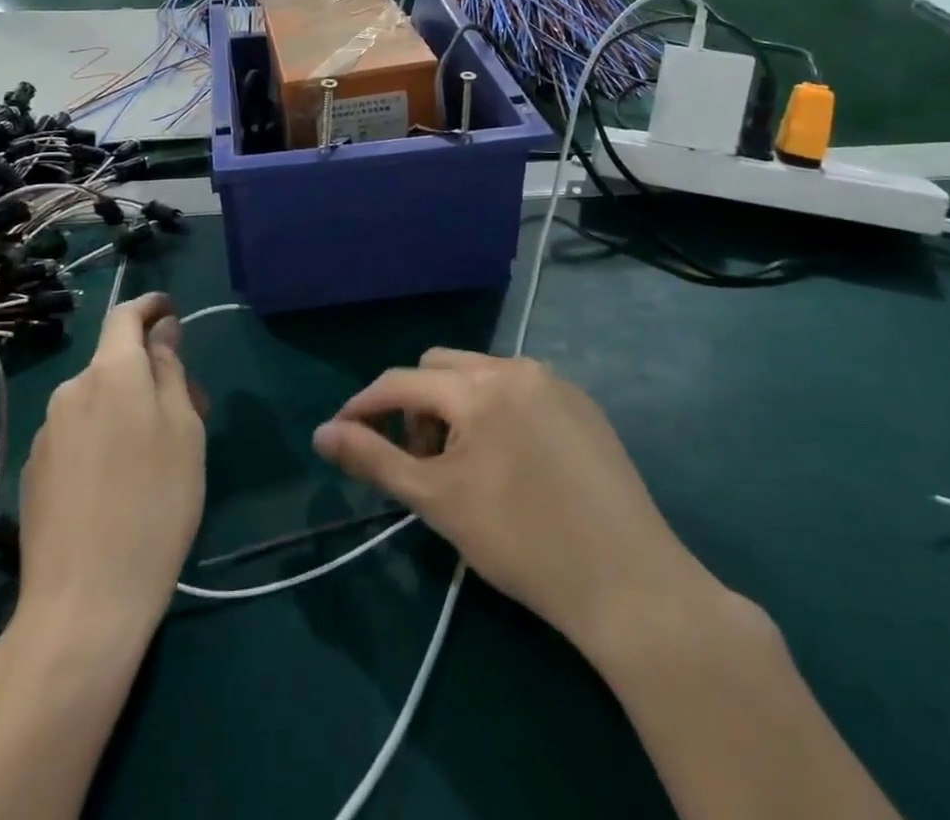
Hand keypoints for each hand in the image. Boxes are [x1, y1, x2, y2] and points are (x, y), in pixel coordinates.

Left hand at [17, 294, 204, 639]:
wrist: (82, 604)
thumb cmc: (154, 507)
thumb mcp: (183, 432)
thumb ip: (170, 372)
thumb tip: (162, 332)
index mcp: (111, 374)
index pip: (125, 316)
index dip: (150, 307)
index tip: (171, 312)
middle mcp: (71, 392)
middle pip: (114, 362)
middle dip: (148, 372)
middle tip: (188, 411)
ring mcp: (46, 433)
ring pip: (96, 400)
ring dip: (126, 408)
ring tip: (156, 455)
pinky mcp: (34, 471)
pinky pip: (77, 433)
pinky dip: (102, 437)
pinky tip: (118, 484)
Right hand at [313, 350, 715, 668]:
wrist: (628, 582)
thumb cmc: (521, 543)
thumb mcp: (436, 501)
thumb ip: (373, 459)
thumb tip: (321, 434)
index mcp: (477, 387)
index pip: (400, 381)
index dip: (364, 406)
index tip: (342, 434)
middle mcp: (514, 367)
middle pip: (439, 367)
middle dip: (416, 406)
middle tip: (422, 462)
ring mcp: (554, 381)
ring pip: (480, 375)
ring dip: (455, 406)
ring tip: (465, 465)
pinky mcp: (582, 402)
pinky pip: (519, 388)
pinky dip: (496, 410)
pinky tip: (512, 462)